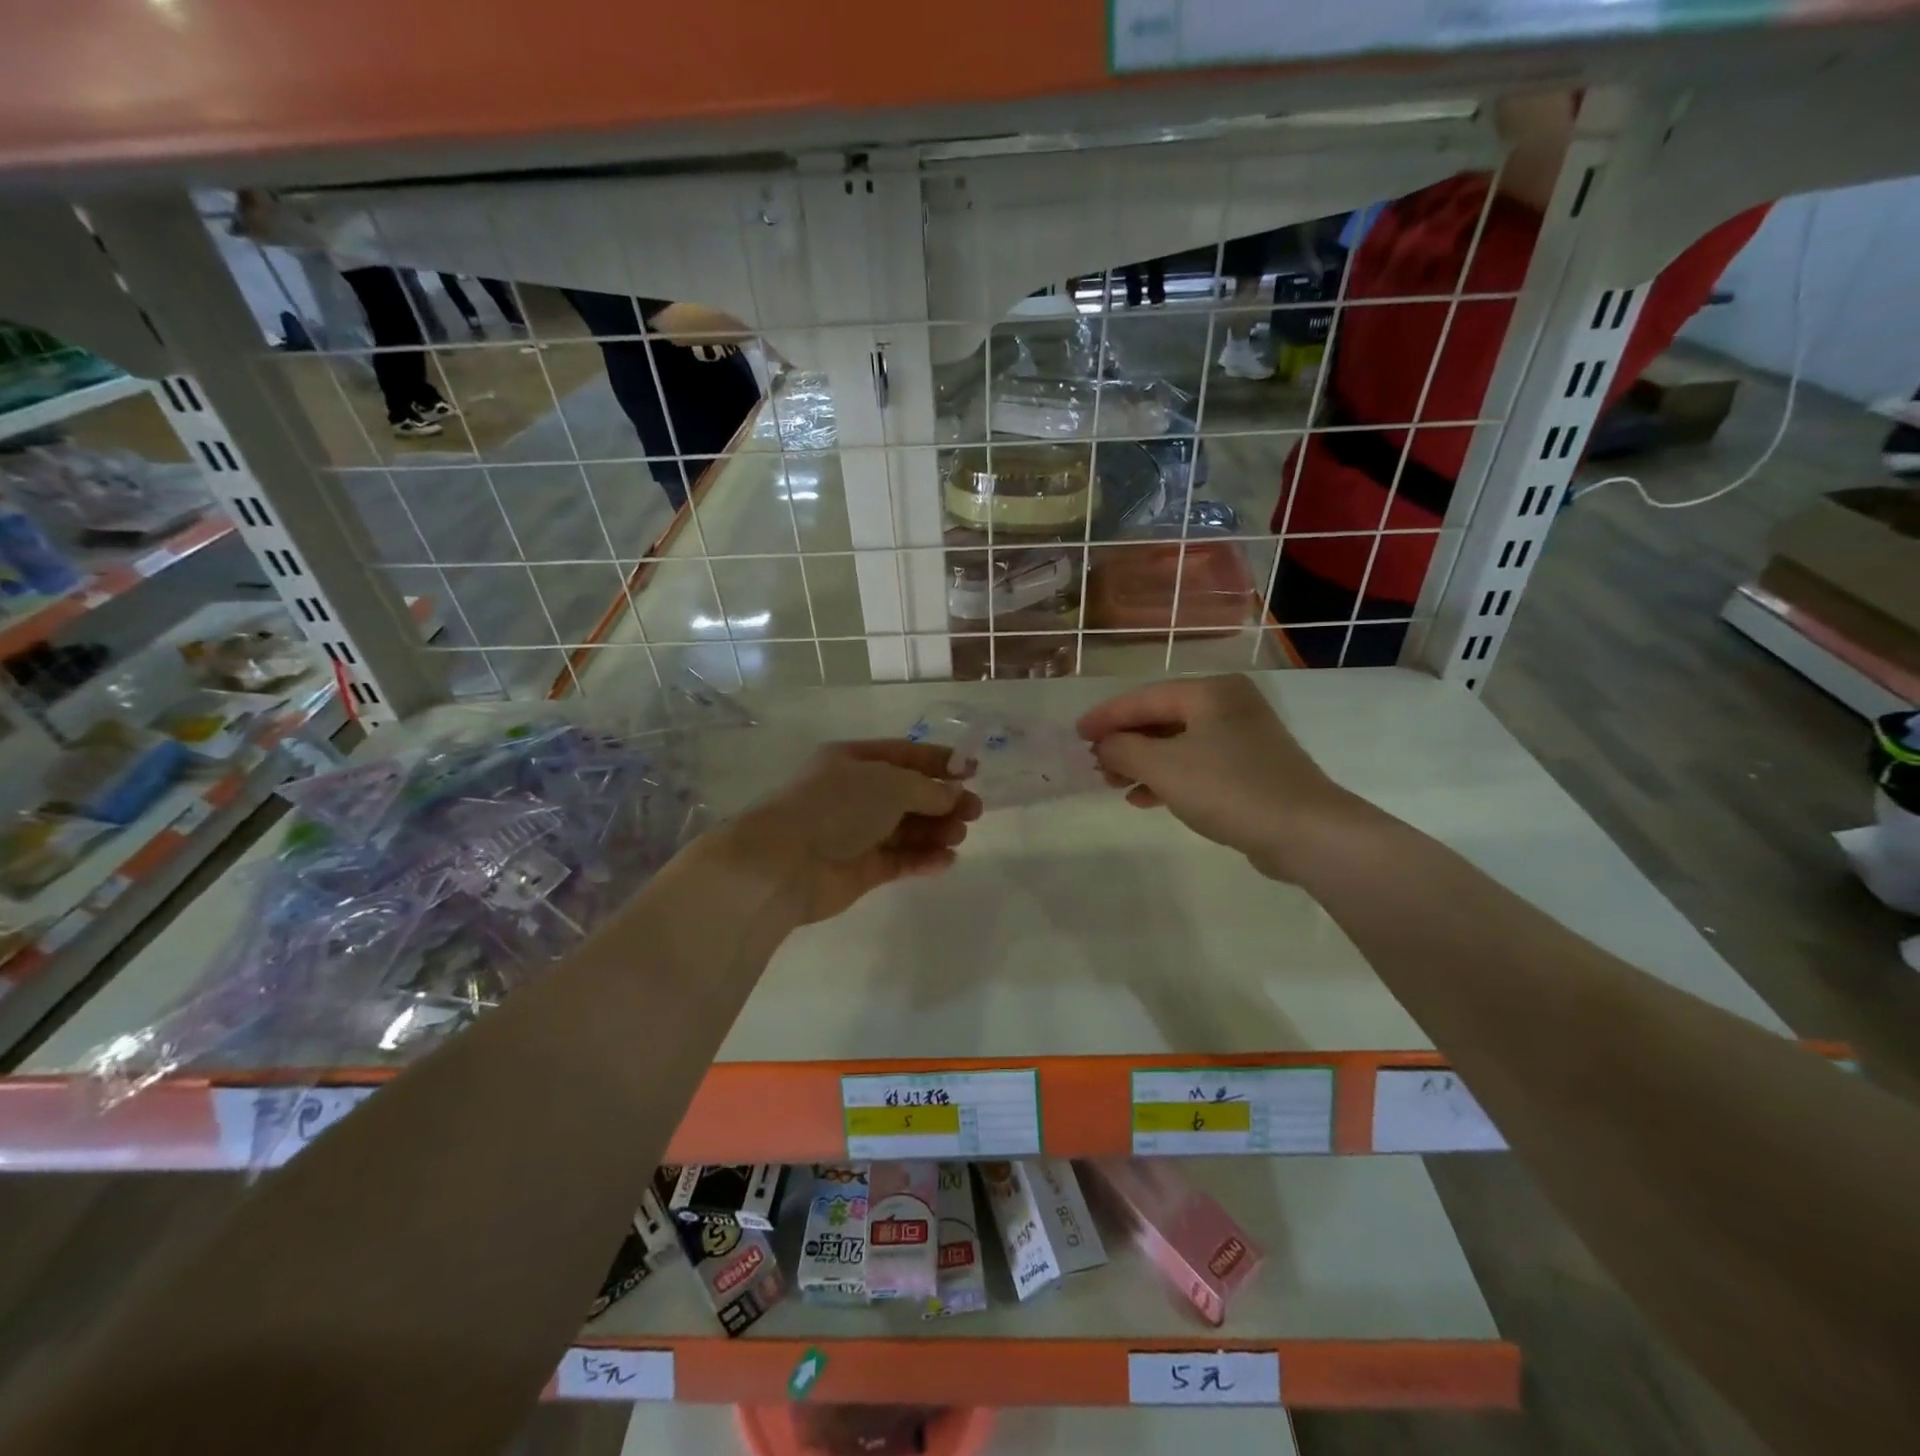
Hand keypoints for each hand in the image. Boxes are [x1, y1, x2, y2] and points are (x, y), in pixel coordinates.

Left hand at [717, 740, 981, 923]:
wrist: (785, 863)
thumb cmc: (837, 807)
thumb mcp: (890, 784)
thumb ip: (928, 790)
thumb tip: (954, 794)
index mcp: (854, 760)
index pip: (904, 755)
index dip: (939, 762)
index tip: (973, 771)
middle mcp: (855, 794)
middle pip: (909, 795)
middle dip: (943, 801)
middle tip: (974, 811)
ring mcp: (857, 833)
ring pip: (906, 829)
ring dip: (936, 830)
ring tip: (958, 835)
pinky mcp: (861, 869)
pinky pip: (900, 859)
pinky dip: (923, 859)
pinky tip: (946, 860)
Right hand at [1076, 674, 1365, 881]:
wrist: (1306, 832)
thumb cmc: (1229, 788)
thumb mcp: (1164, 766)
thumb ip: (1124, 749)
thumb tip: (1104, 745)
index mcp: (1210, 692)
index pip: (1144, 698)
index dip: (1106, 716)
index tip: (1076, 735)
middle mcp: (1228, 706)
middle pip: (1161, 719)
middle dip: (1125, 742)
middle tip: (1095, 763)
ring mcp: (1243, 738)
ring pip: (1177, 744)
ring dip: (1143, 762)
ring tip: (1113, 783)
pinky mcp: (1251, 770)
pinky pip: (1196, 765)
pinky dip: (1168, 778)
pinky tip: (1144, 799)